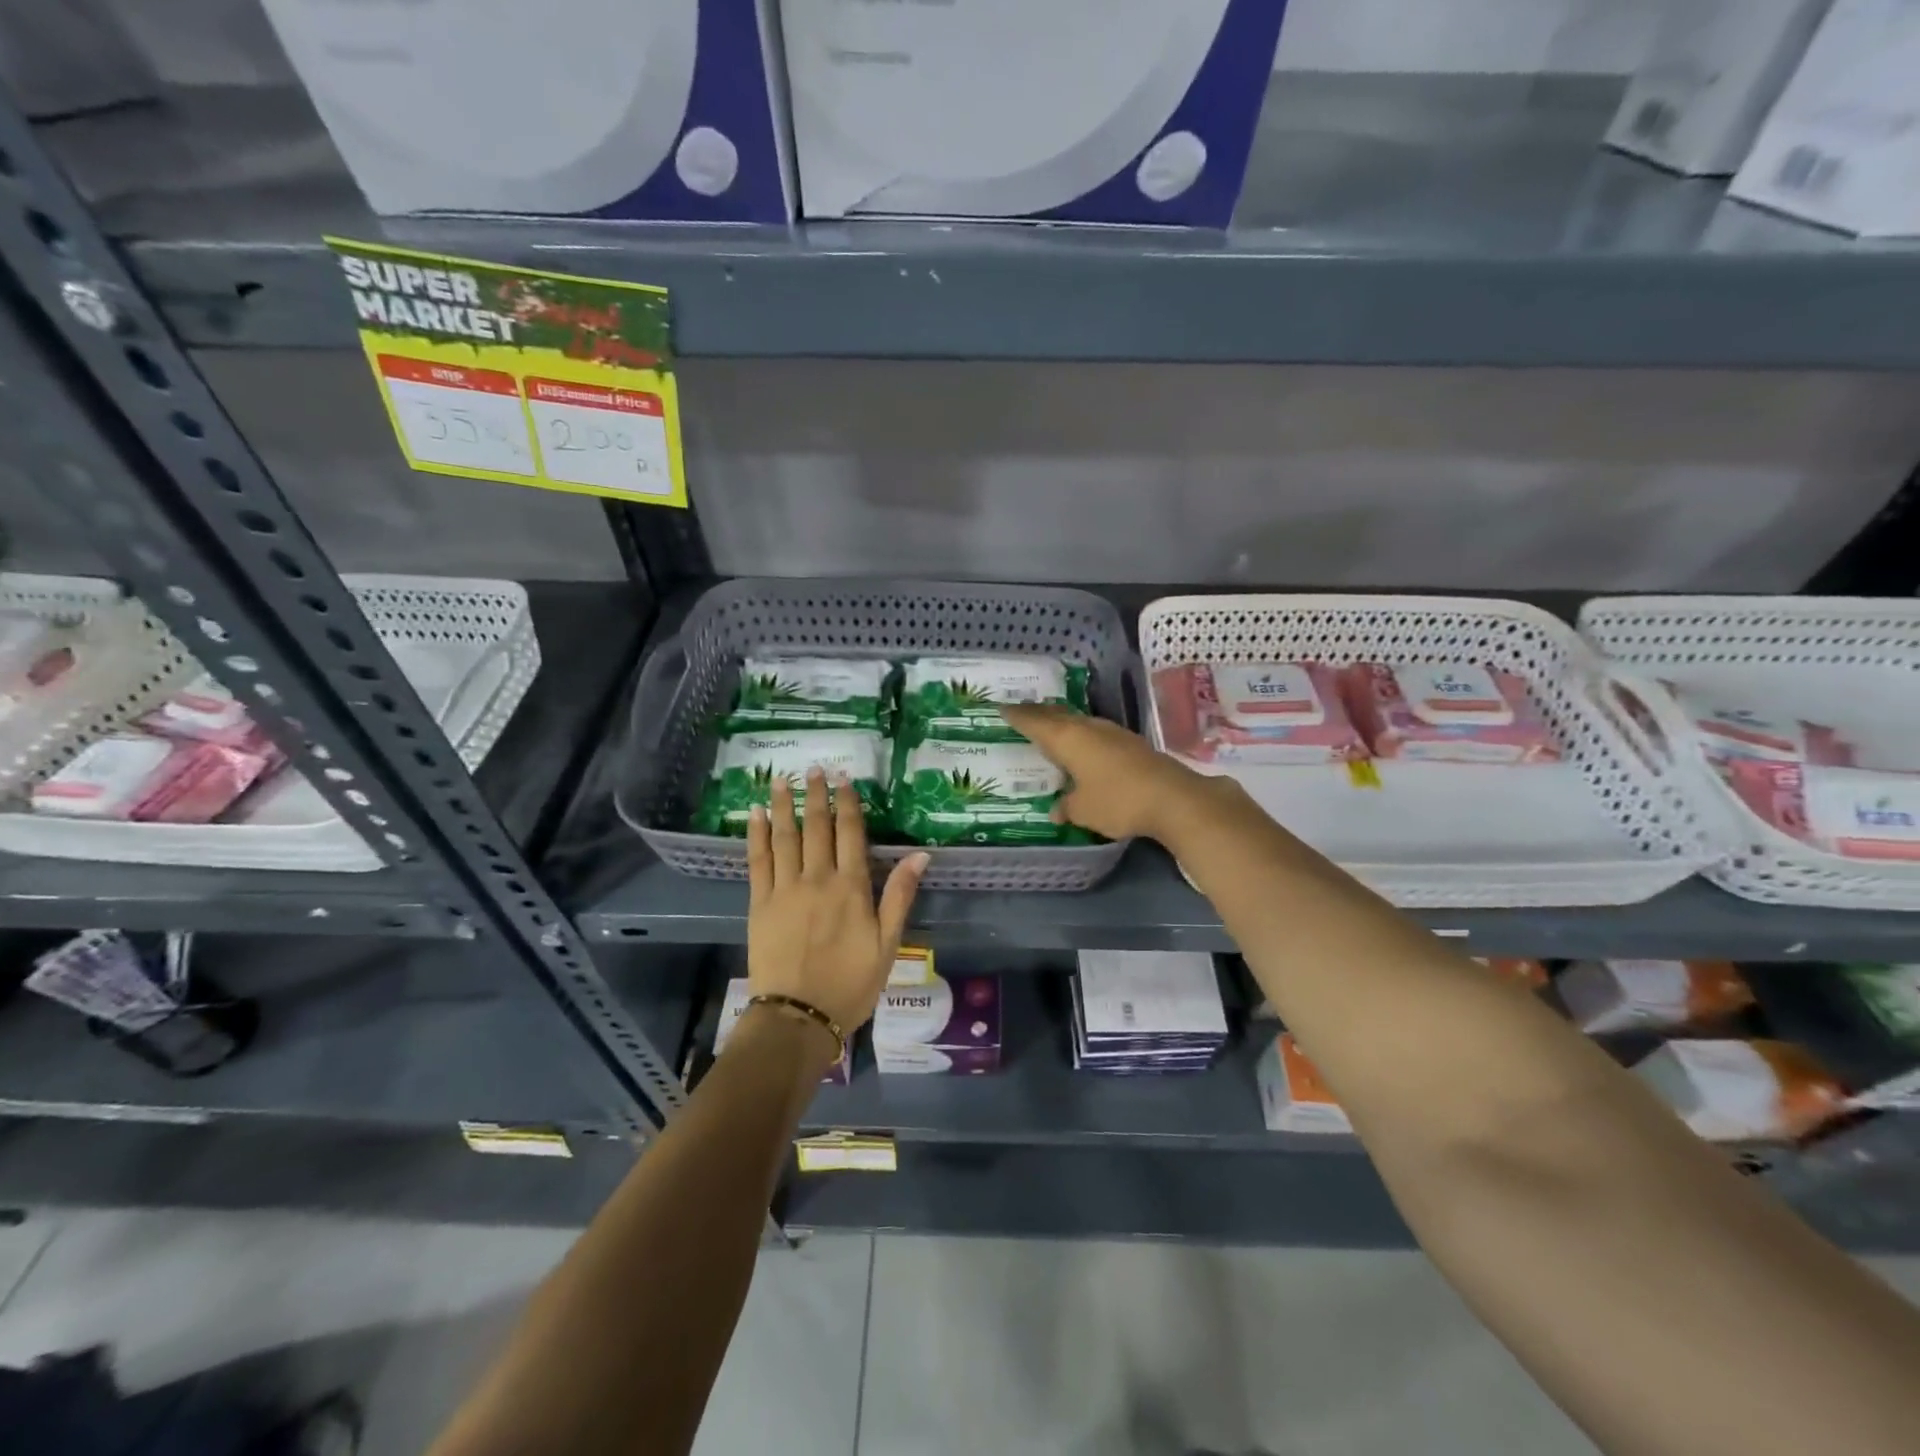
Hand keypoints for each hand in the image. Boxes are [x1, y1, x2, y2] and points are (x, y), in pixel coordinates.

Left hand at [747, 769, 928, 1032]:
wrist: (798, 1017)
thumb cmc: (851, 984)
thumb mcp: (888, 945)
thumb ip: (899, 896)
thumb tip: (920, 855)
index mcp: (851, 887)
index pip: (850, 834)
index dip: (848, 803)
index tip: (843, 779)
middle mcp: (817, 879)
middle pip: (817, 828)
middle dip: (816, 796)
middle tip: (813, 768)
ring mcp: (784, 889)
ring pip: (784, 837)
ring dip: (784, 806)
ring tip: (782, 780)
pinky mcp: (760, 903)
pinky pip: (757, 860)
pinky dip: (756, 834)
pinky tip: (755, 814)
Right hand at [1001, 703, 1221, 842]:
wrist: (1173, 798)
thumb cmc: (1117, 801)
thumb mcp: (1084, 810)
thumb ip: (1067, 807)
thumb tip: (1056, 809)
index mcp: (1068, 739)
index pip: (1035, 722)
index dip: (1018, 716)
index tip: (1003, 708)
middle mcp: (1088, 728)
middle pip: (1058, 716)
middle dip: (1039, 714)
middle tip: (1023, 713)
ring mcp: (1113, 733)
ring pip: (1079, 722)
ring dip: (1063, 723)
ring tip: (1051, 727)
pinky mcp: (1131, 743)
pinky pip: (1096, 733)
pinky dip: (1082, 735)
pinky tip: (1084, 746)